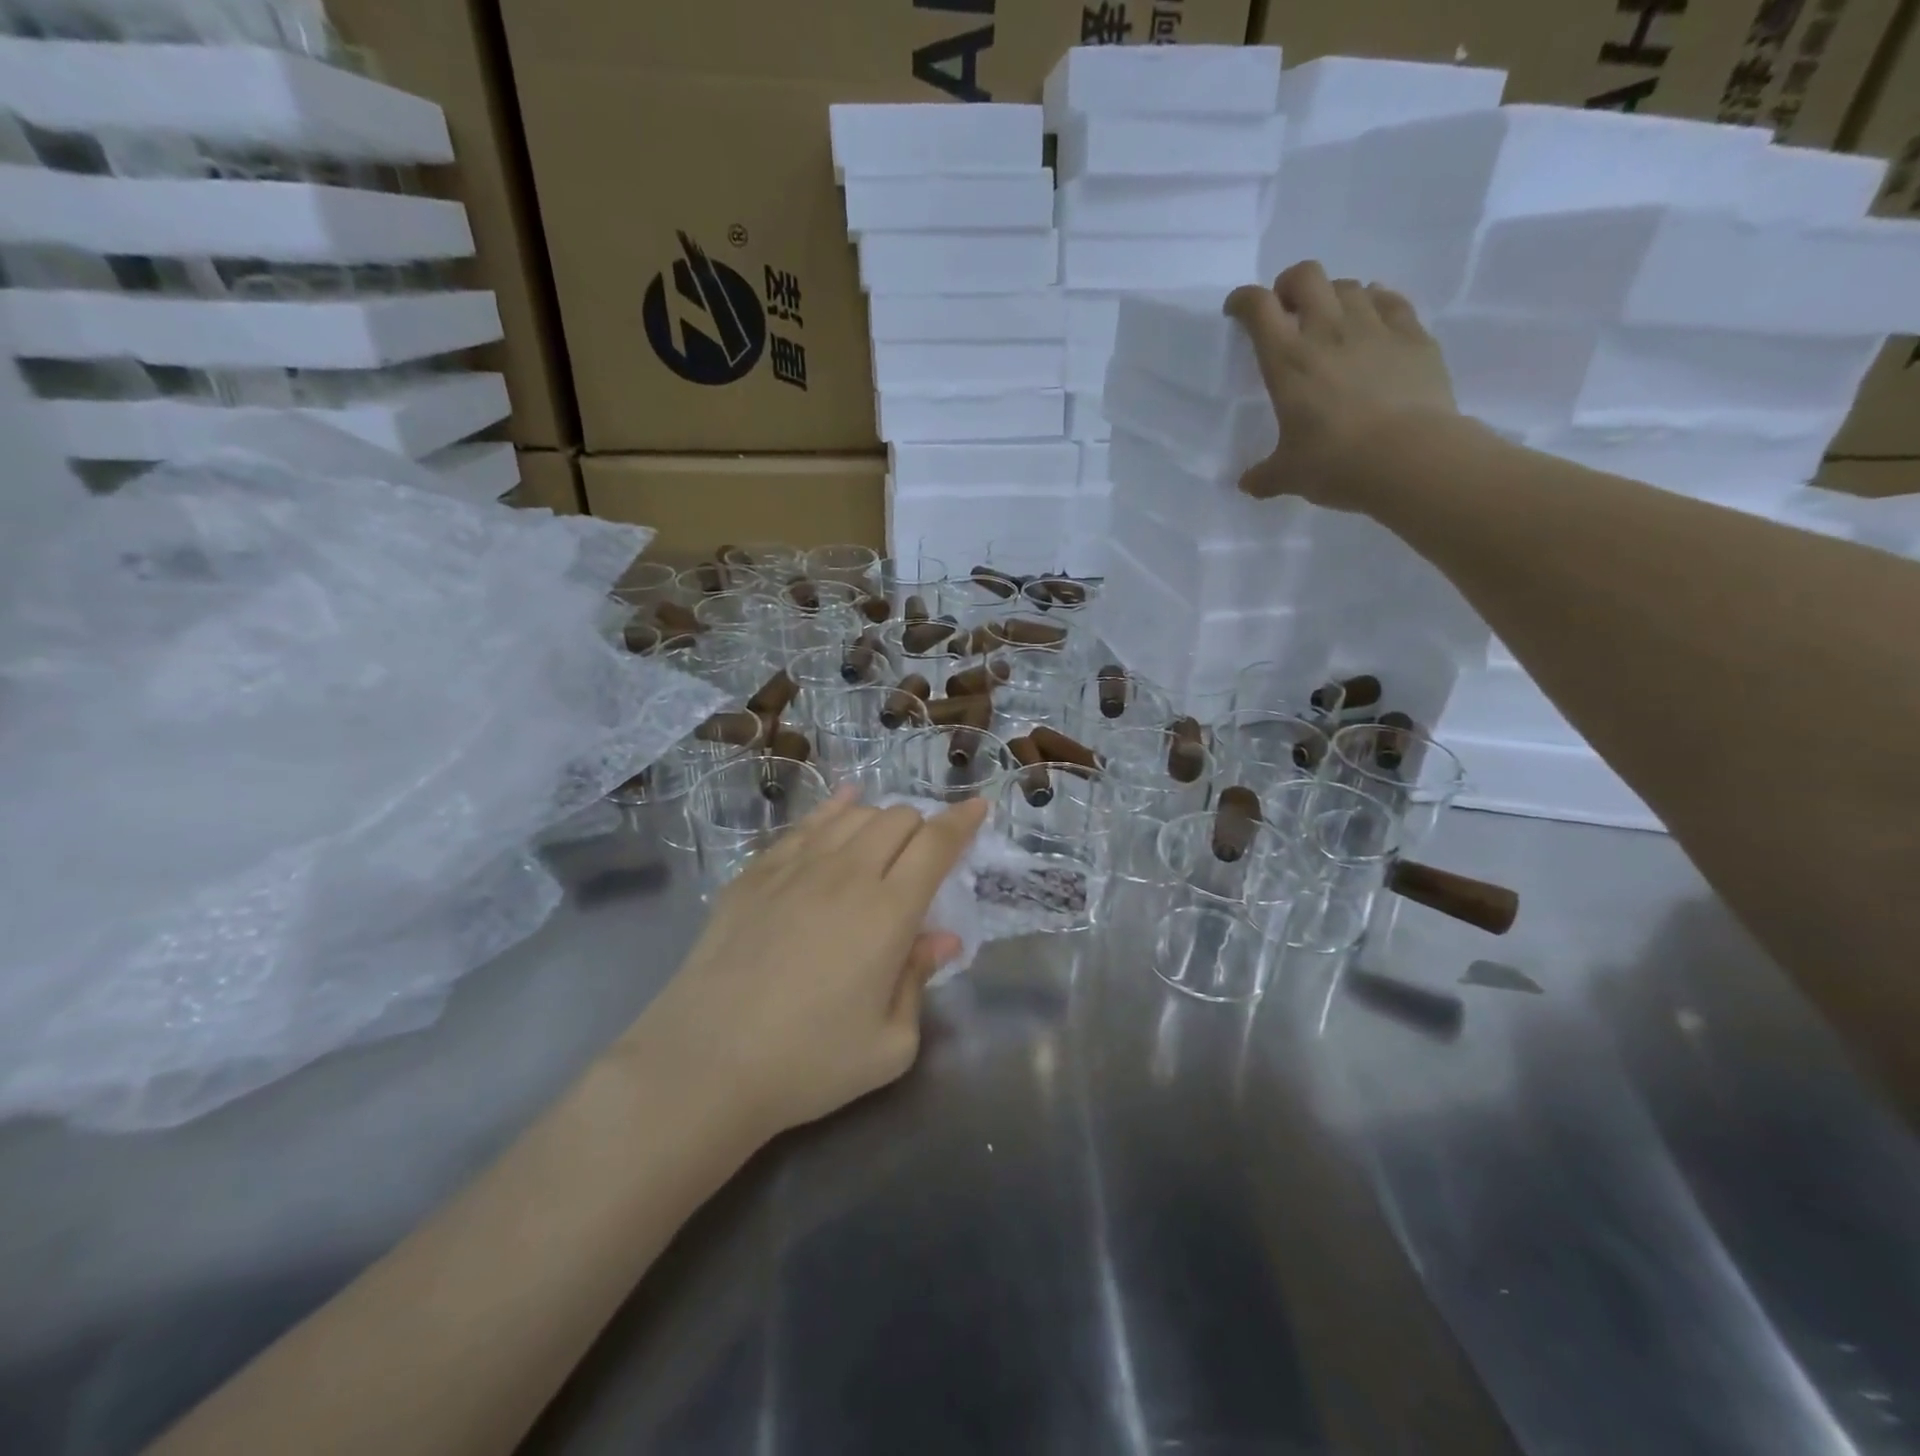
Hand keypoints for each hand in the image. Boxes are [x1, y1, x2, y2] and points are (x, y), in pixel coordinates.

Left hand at [633, 791, 987, 1141]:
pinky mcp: (755, 873)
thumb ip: (919, 981)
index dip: (963, 821)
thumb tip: (941, 939)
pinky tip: (841, 804)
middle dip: (922, 827)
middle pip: (897, 819)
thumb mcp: (889, 1044)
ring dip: (880, 819)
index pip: (936, 844)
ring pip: (853, 814)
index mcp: (889, 911)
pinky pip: (805, 824)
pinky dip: (834, 809)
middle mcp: (846, 874)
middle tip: (924, 856)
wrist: (704, 1064)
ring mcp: (795, 867)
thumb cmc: (808, 1063)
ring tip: (885, 839)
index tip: (979, 806)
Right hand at [1225, 261, 1459, 509]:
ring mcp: (1375, 328)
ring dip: (1332, 296)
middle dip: (1289, 286)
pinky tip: (1372, 319)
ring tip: (1330, 321)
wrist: (1411, 458)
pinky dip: (1375, 303)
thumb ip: (1264, 475)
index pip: (1258, 309)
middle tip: (1286, 310)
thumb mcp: (1289, 476)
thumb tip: (1248, 484)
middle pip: (1306, 276)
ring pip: (1348, 286)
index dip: (1243, 301)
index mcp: (1288, 361)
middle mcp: (1328, 331)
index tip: (1237, 311)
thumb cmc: (1337, 464)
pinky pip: (1391, 301)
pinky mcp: (1413, 335)